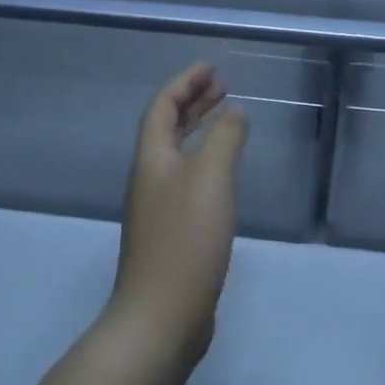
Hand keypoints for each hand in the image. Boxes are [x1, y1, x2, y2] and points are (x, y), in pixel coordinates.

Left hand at [106, 62, 247, 371]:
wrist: (161, 317)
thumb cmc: (185, 238)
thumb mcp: (211, 177)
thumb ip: (225, 138)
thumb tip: (233, 112)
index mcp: (152, 157)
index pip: (163, 105)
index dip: (185, 82)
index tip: (211, 67)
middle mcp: (150, 176)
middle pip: (167, 126)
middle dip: (193, 101)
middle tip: (221, 86)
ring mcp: (158, 206)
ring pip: (178, 152)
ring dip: (200, 129)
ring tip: (227, 117)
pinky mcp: (171, 232)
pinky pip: (187, 178)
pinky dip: (205, 160)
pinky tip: (225, 172)